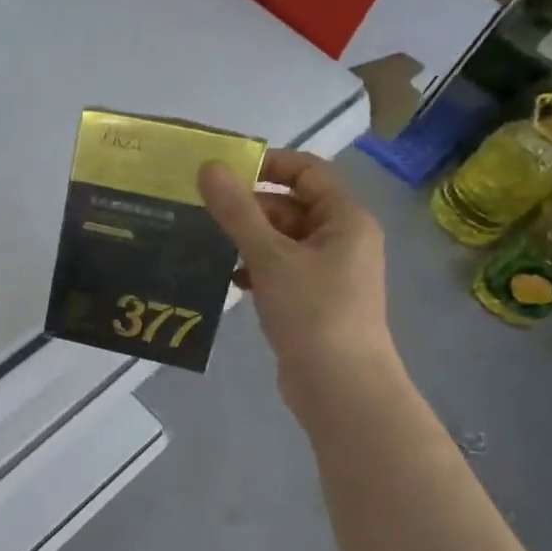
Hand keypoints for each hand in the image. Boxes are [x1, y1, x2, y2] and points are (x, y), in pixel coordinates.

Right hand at [199, 148, 394, 412]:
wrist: (339, 386)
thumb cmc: (312, 312)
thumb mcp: (270, 257)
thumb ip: (238, 212)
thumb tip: (209, 166)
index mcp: (345, 219)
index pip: (308, 171)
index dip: (269, 164)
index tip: (225, 172)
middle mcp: (342, 239)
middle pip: (293, 205)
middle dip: (252, 207)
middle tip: (206, 213)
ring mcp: (329, 273)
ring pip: (284, 240)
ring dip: (250, 239)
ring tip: (211, 245)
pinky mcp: (313, 301)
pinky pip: (282, 270)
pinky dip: (257, 268)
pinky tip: (231, 280)